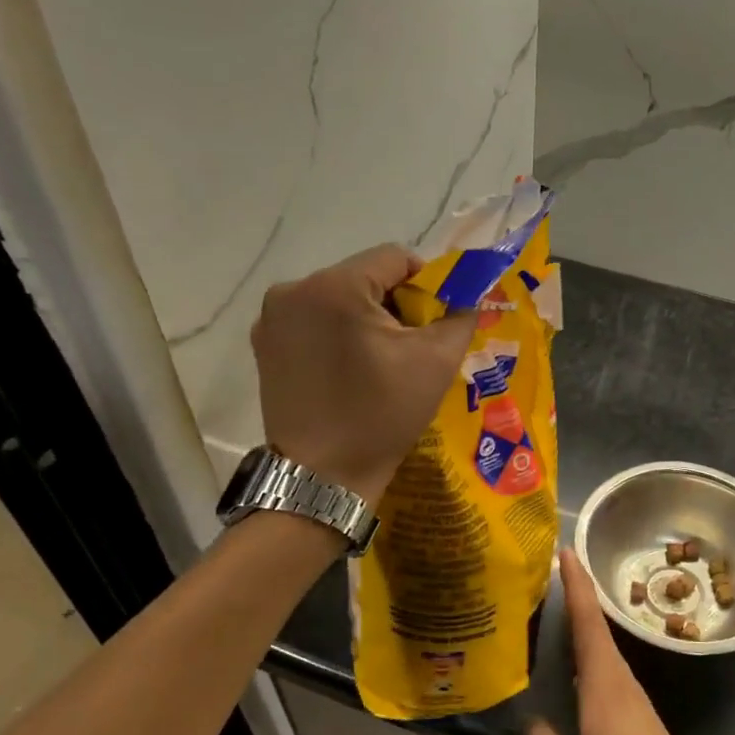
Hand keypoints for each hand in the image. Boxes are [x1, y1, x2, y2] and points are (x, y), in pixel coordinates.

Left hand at [252, 243, 474, 503]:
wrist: (323, 477)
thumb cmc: (382, 415)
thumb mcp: (436, 362)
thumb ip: (460, 316)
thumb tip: (469, 296)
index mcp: (335, 286)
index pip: (395, 258)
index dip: (426, 283)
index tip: (436, 320)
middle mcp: (294, 290)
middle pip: (364, 276)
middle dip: (395, 303)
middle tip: (413, 345)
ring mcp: (272, 318)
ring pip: (338, 298)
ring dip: (365, 318)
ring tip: (381, 361)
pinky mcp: (264, 345)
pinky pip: (314, 321)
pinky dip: (338, 334)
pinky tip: (350, 370)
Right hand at [527, 550, 719, 734]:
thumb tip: (529, 723)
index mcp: (603, 683)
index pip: (587, 621)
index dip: (577, 584)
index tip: (567, 551)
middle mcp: (619, 677)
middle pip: (597, 623)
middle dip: (578, 591)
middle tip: (555, 566)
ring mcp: (631, 692)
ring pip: (604, 641)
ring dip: (585, 616)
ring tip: (560, 600)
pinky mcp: (636, 707)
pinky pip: (608, 662)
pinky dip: (591, 643)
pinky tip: (577, 654)